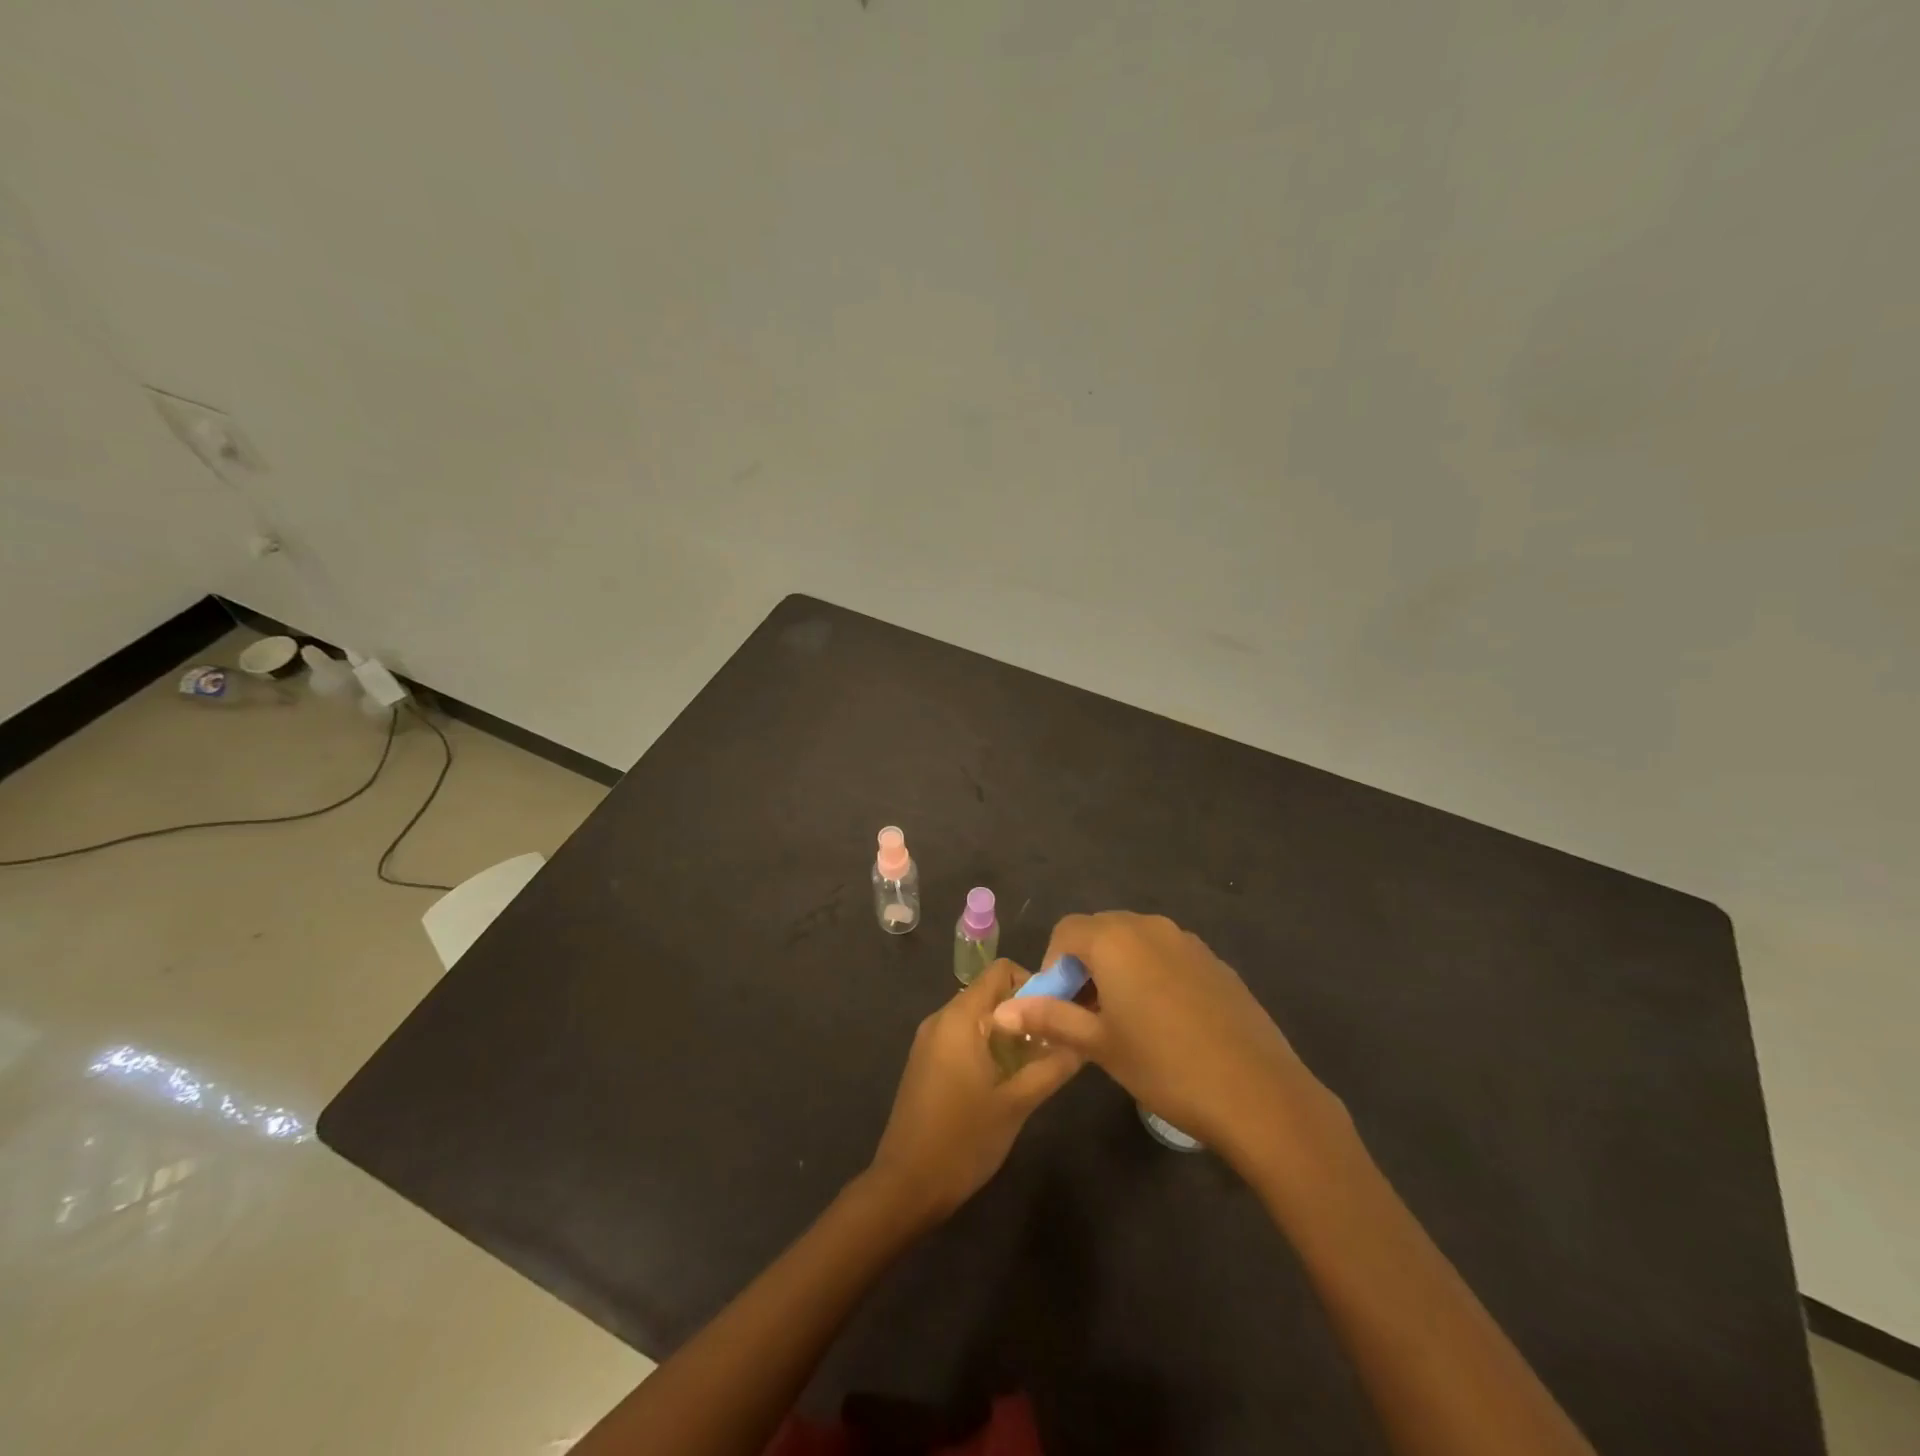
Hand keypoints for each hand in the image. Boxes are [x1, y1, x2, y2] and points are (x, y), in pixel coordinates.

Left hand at [866, 959, 1082, 1225]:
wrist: (906, 1185)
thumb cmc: (963, 1140)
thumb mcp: (1017, 1104)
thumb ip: (1052, 1067)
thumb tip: (1083, 1042)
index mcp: (960, 1018)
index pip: (1000, 971)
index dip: (1033, 983)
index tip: (1057, 1013)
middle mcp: (941, 1018)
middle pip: (989, 993)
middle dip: (1024, 1011)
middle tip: (1053, 1043)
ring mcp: (929, 1041)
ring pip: (977, 1017)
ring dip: (1008, 1031)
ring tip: (1035, 1063)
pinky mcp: (925, 1062)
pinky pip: (962, 1036)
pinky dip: (987, 1045)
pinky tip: (1005, 1080)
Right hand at [991, 913, 1326, 1160]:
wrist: (1258, 1093)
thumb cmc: (1165, 1066)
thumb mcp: (1099, 1045)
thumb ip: (1049, 1018)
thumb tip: (1001, 1011)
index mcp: (1115, 939)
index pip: (1066, 931)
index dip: (1053, 966)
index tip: (1058, 1007)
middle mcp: (1150, 927)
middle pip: (1101, 931)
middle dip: (1084, 965)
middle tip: (1086, 1016)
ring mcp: (1187, 941)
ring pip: (1135, 942)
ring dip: (1118, 969)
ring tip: (1124, 1021)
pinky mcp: (1214, 962)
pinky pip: (1167, 955)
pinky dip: (1151, 975)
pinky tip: (1165, 1022)